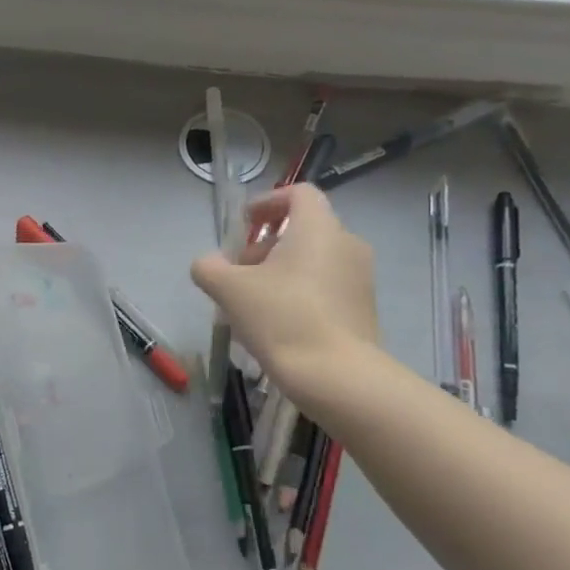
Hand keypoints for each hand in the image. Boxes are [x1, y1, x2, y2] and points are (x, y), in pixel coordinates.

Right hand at [191, 184, 379, 406]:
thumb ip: (209, 268)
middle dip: (266, 245)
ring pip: (315, 260)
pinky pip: (327, 286)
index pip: (299, 194)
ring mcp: (360, 278)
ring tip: (254, 301)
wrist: (337, 376)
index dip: (268, 202)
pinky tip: (278, 322)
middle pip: (304, 229)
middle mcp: (346, 244)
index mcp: (318, 228)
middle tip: (239, 271)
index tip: (245, 222)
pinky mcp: (364, 308)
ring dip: (282, 270)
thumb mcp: (230, 290)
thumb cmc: (282, 318)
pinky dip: (301, 291)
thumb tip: (206, 264)